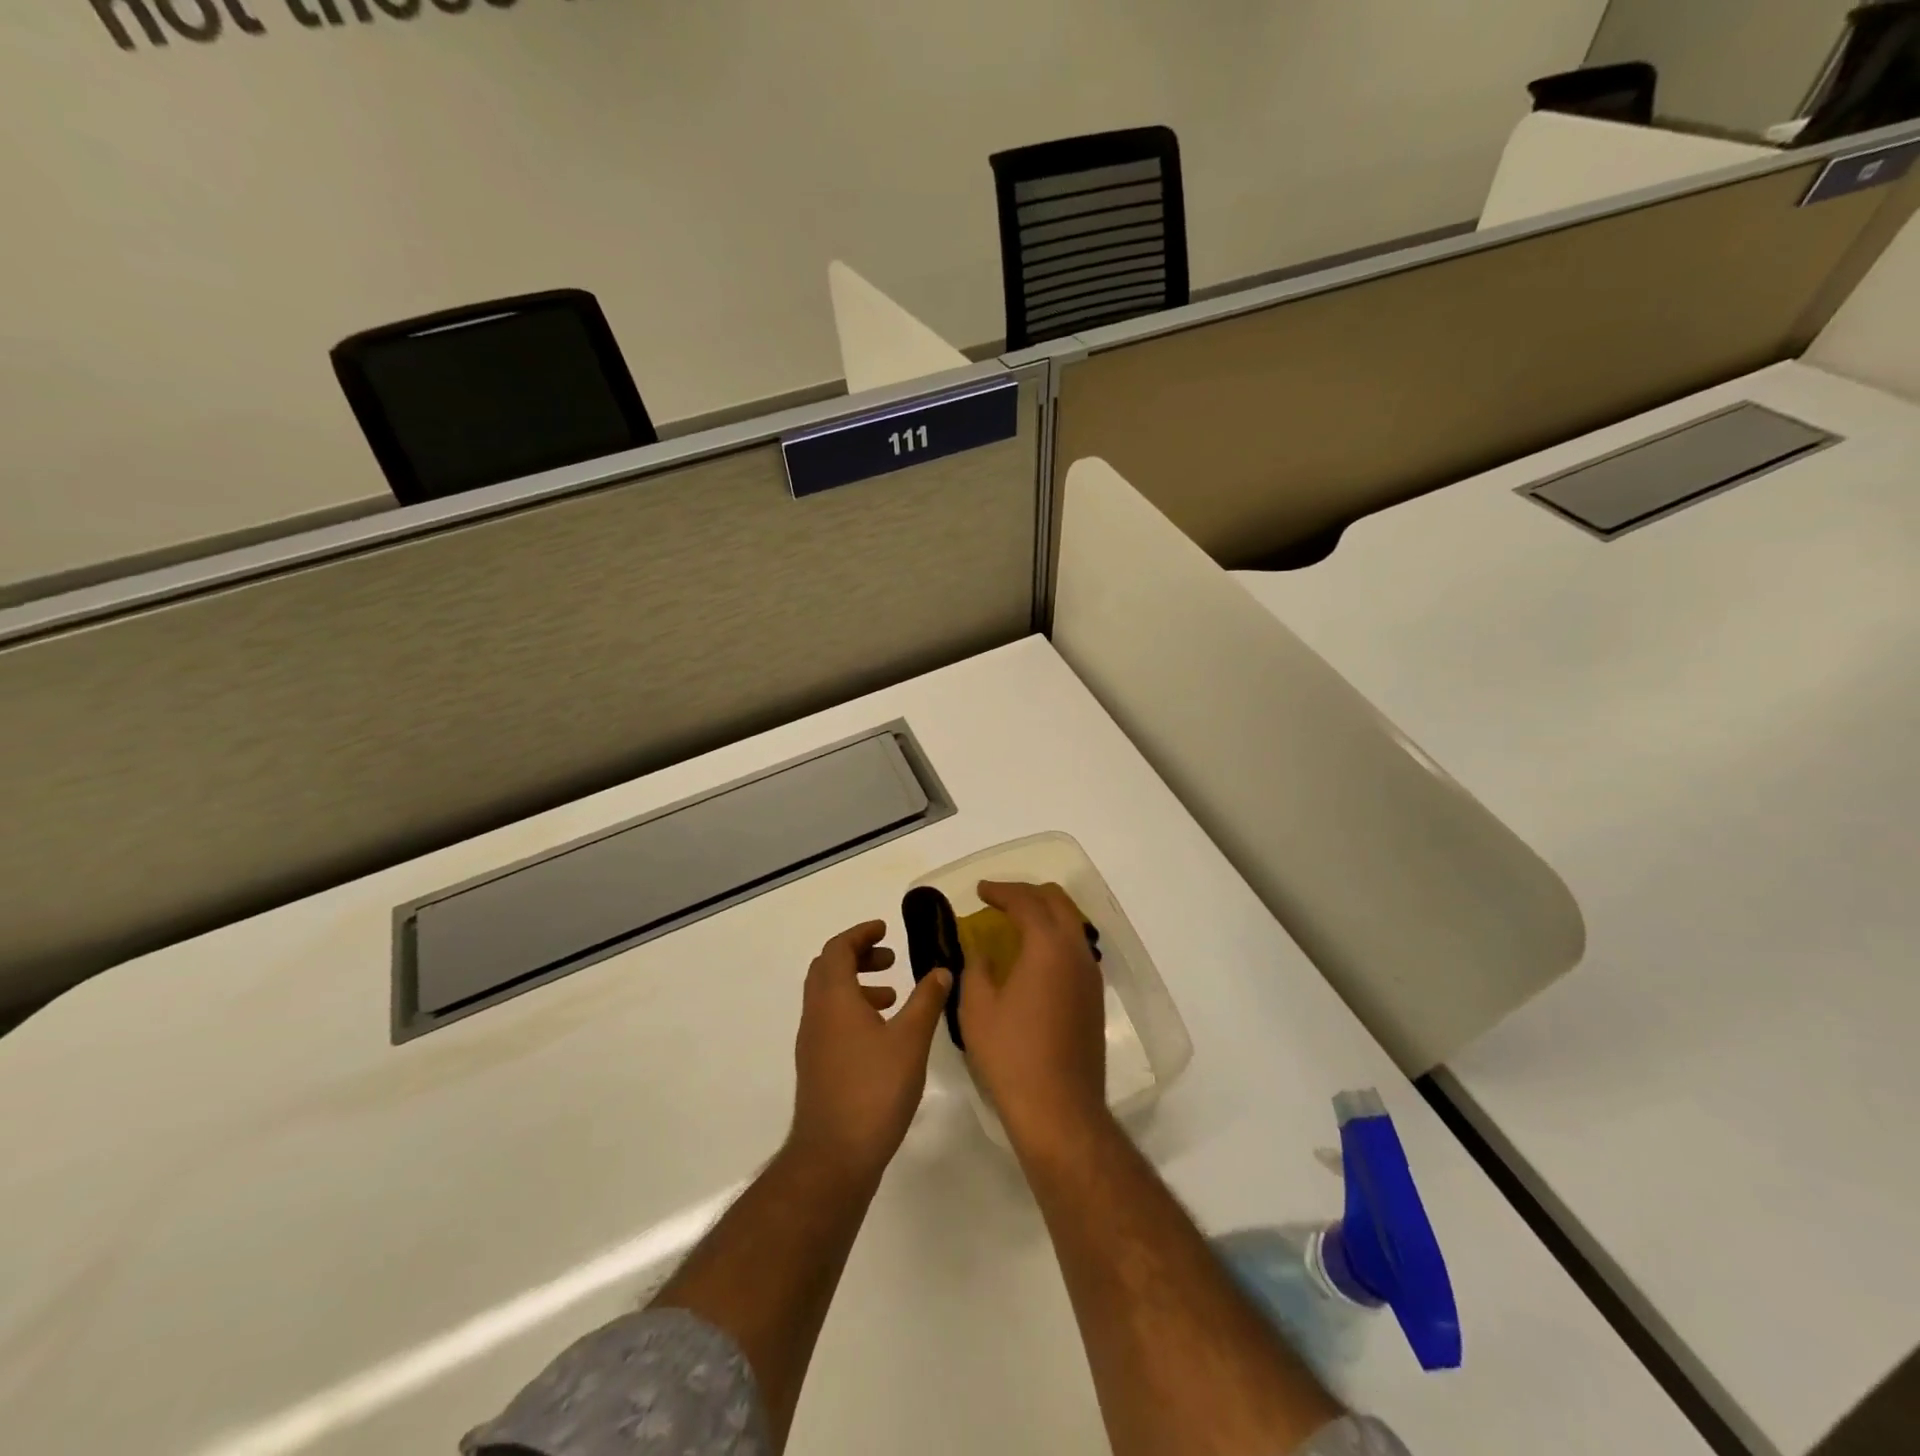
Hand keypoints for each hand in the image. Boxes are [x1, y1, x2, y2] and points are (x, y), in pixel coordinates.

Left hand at [790, 921, 950, 1184]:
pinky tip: (882, 1034)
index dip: (861, 934)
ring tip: (893, 996)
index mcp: (834, 998)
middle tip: (890, 959)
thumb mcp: (911, 1040)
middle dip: (858, 956)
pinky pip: (830, 1020)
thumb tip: (941, 969)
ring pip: (828, 996)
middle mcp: (816, 1014)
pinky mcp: (816, 1066)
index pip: (837, 949)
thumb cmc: (874, 1089)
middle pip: (828, 968)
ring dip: (857, 985)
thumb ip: (927, 1000)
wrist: (834, 1156)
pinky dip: (853, 1010)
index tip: (885, 928)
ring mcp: (812, 1042)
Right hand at [957, 881, 1110, 1151]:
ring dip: (1044, 914)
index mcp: (1048, 945)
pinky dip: (1055, 937)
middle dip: (1027, 894)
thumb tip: (980, 949)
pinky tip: (1034, 956)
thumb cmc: (1011, 1055)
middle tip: (998, 900)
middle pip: (1057, 902)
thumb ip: (976, 967)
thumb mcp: (978, 1008)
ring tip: (1015, 924)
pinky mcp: (1094, 997)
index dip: (1001, 890)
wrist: (1060, 1108)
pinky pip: (1076, 948)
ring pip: (1071, 923)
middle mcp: (1076, 951)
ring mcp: (1090, 974)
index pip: (1026, 901)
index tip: (980, 890)